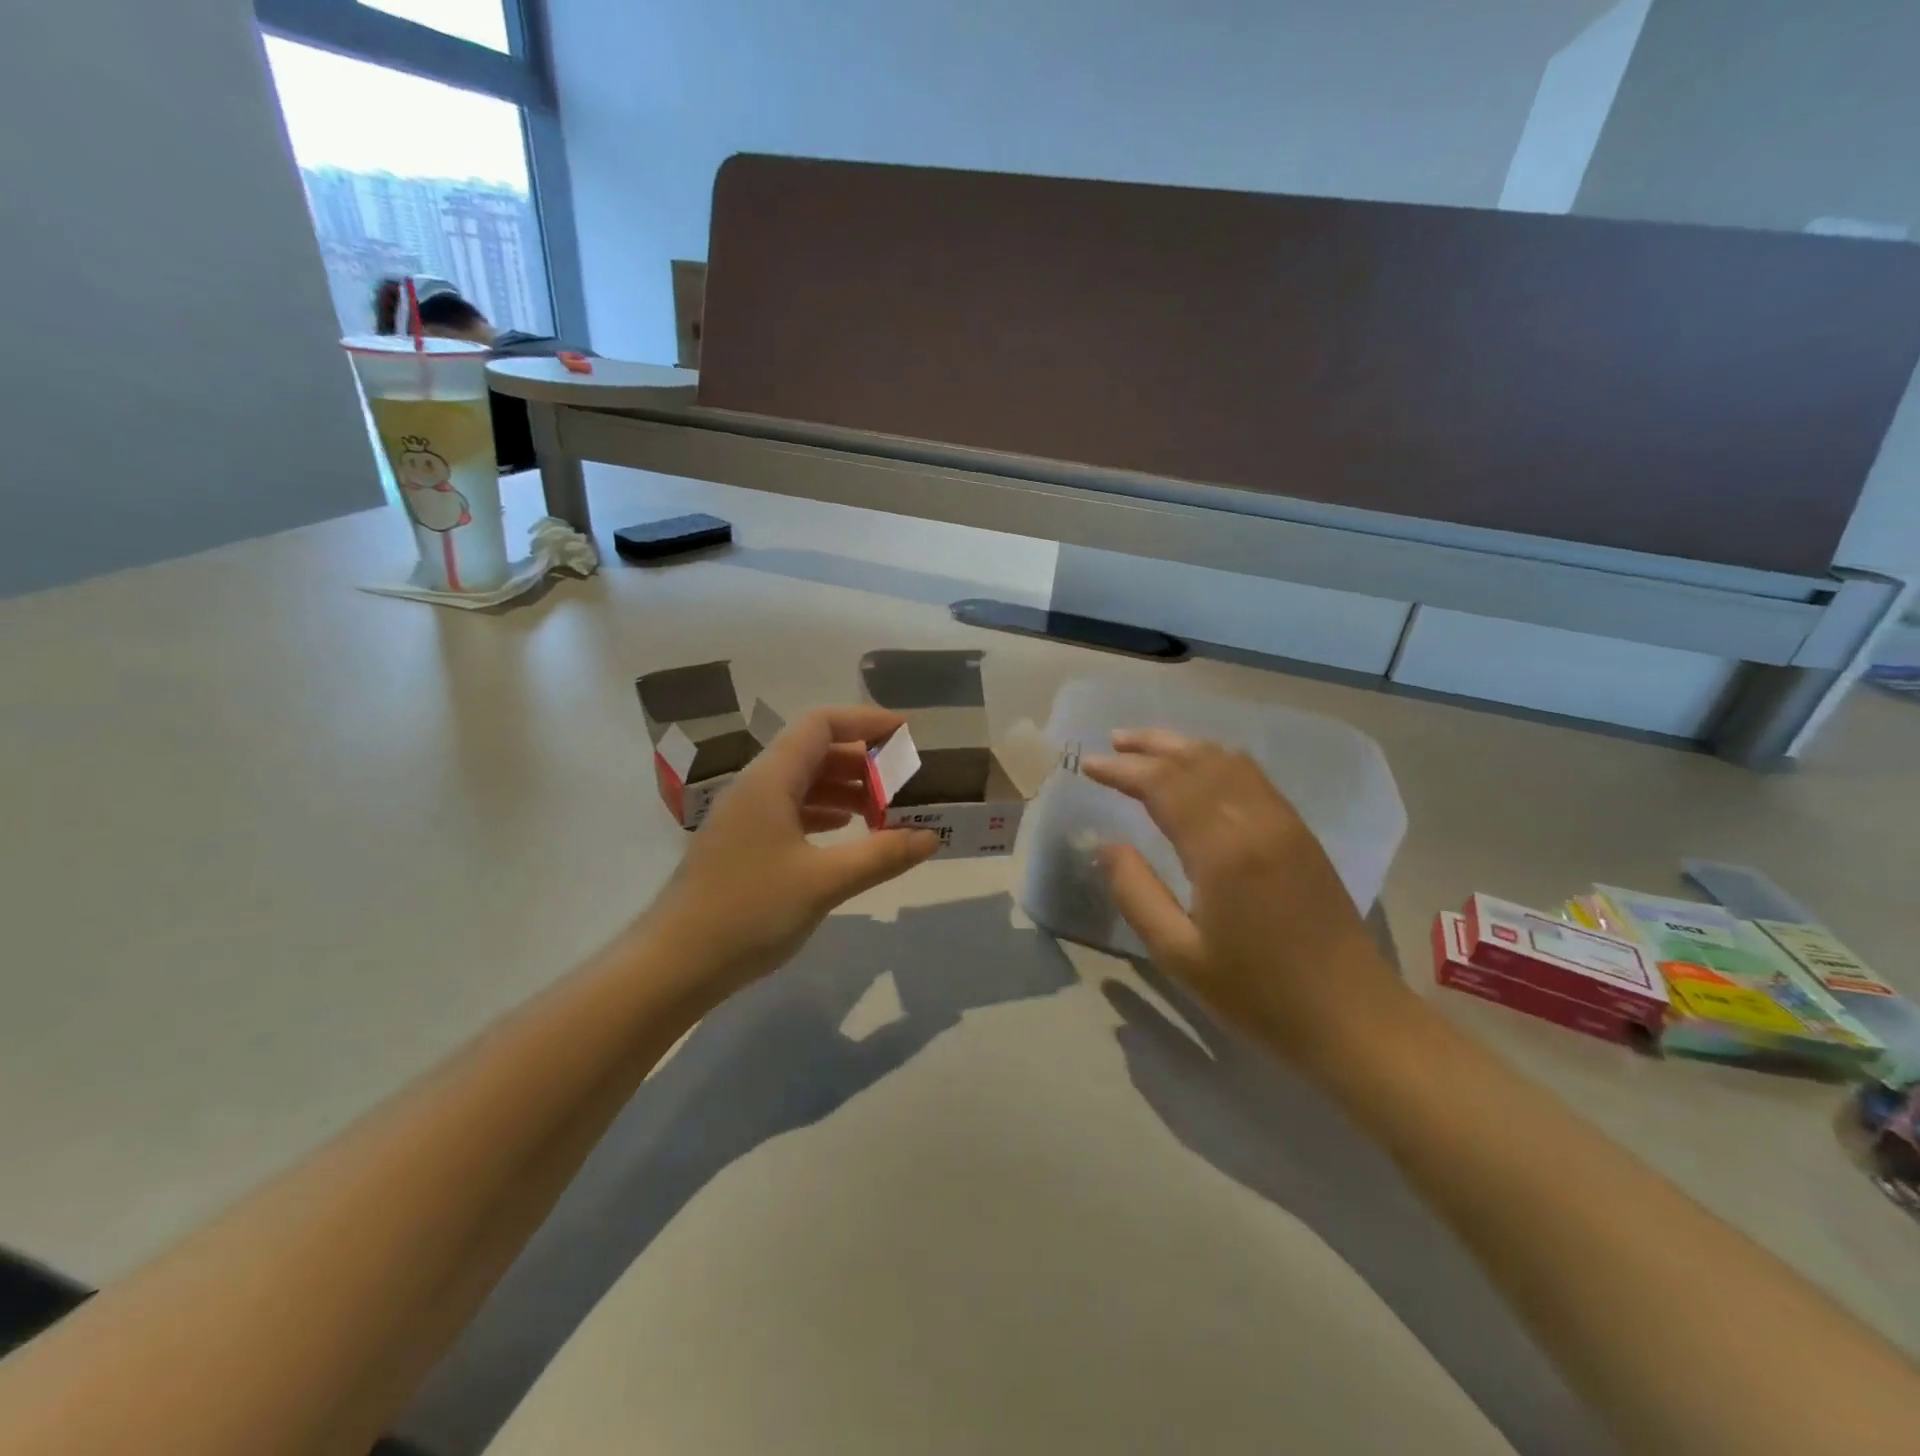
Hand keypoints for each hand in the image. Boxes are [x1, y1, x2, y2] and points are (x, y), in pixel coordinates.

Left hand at [645, 706, 940, 998]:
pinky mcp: (743, 842)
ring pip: (802, 782)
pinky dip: (824, 812)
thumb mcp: (824, 882)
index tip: (906, 733)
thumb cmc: (749, 911)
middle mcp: (756, 786)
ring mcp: (746, 815)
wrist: (674, 963)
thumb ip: (881, 855)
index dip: (865, 721)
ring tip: (886, 809)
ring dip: (845, 788)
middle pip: (814, 751)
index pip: (821, 725)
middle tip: (904, 781)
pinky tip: (848, 831)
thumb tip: (932, 836)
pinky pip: (790, 809)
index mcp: (770, 780)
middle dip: (862, 760)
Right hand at [1081, 728, 1410, 1067]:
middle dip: (1151, 746)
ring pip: (1229, 762)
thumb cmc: (1258, 993)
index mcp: (1223, 849)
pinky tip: (1200, 771)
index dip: (1123, 769)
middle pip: (1197, 760)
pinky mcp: (1301, 833)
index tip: (1089, 765)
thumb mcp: (1179, 954)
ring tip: (1147, 746)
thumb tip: (1107, 845)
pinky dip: (1216, 761)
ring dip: (1184, 747)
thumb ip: (1136, 892)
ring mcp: (1284, 822)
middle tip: (1112, 741)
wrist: (1352, 1017)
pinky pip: (1252, 777)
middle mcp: (1256, 820)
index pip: (1164, 784)